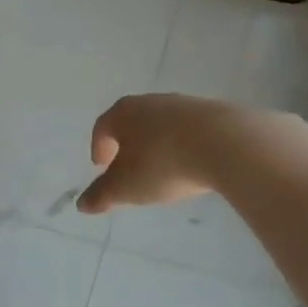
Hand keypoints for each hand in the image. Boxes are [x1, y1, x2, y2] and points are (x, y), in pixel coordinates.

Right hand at [78, 94, 235, 213]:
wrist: (225, 144)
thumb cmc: (163, 164)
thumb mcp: (126, 188)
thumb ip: (101, 195)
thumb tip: (81, 204)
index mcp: (123, 113)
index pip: (102, 127)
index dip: (99, 147)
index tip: (101, 166)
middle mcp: (151, 102)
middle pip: (132, 122)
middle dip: (127, 145)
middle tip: (128, 167)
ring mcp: (184, 104)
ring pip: (161, 125)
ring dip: (157, 144)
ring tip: (162, 168)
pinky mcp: (213, 113)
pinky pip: (189, 130)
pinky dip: (183, 145)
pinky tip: (191, 164)